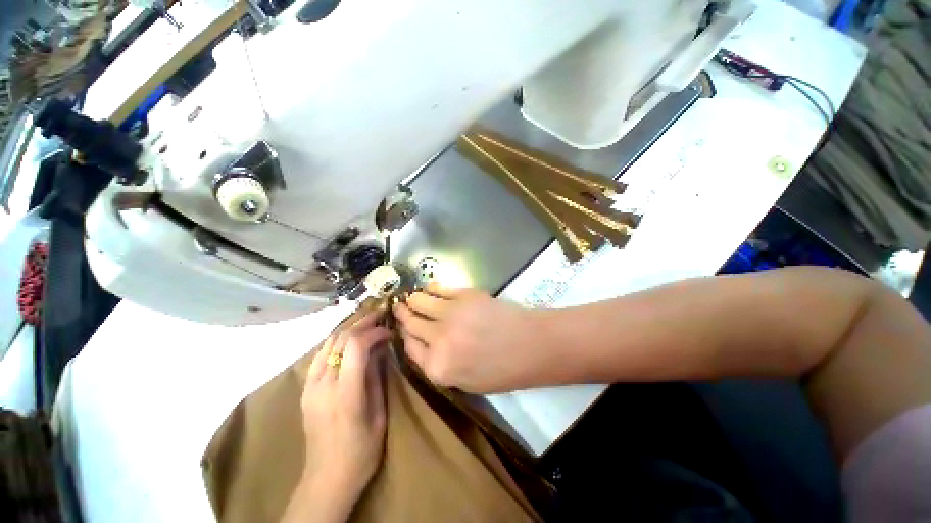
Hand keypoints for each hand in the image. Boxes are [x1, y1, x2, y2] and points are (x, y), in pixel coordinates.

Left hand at [291, 312, 390, 520]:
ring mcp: (310, 386)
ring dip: (349, 328)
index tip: (389, 331)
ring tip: (366, 322)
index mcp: (345, 393)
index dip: (374, 332)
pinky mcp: (305, 390)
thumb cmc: (362, 451)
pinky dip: (336, 341)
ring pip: (327, 343)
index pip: (356, 346)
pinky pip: (319, 355)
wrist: (327, 478)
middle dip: (362, 323)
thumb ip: (377, 377)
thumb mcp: (379, 414)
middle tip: (380, 316)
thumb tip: (381, 348)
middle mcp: (324, 385)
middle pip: (340, 340)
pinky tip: (348, 340)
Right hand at [392, 283, 539, 393]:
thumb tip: (425, 344)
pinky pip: (439, 289)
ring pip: (420, 302)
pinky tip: (429, 288)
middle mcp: (437, 339)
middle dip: (402, 315)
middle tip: (398, 308)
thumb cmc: (502, 371)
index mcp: (437, 367)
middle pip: (411, 323)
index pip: (409, 347)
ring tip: (411, 297)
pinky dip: (431, 288)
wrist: (530, 345)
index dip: (405, 336)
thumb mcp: (466, 382)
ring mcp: (449, 313)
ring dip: (413, 299)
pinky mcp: (463, 295)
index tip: (404, 329)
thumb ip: (439, 365)